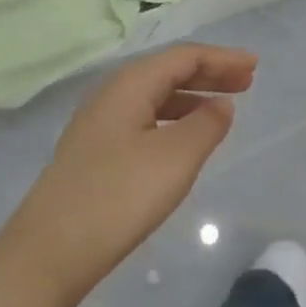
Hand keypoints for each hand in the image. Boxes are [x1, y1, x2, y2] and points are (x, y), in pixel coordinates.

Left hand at [2, 44, 256, 304]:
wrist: (50, 249)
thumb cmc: (119, 196)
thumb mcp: (175, 158)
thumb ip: (206, 126)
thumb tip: (221, 105)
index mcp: (129, 84)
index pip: (183, 57)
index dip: (221, 58)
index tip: (254, 66)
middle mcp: (111, 95)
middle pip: (166, 71)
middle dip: (208, 73)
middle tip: (246, 82)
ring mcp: (98, 124)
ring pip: (153, 97)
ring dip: (191, 97)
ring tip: (222, 108)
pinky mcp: (94, 152)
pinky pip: (143, 119)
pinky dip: (172, 119)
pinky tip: (183, 139)